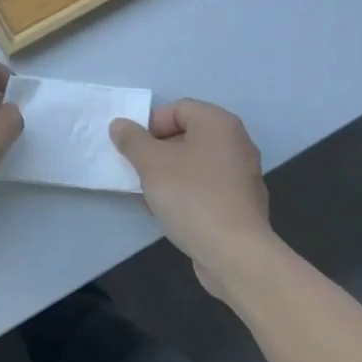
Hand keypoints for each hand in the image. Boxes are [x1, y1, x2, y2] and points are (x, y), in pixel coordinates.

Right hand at [110, 99, 272, 298]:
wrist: (234, 252)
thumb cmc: (191, 197)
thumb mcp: (151, 164)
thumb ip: (132, 140)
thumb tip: (120, 125)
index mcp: (218, 124)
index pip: (178, 108)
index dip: (150, 124)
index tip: (134, 148)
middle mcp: (236, 143)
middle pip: (187, 135)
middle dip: (157, 151)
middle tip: (138, 170)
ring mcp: (241, 174)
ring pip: (195, 163)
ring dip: (168, 173)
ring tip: (149, 194)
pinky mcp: (240, 202)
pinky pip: (206, 186)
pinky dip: (186, 192)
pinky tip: (169, 212)